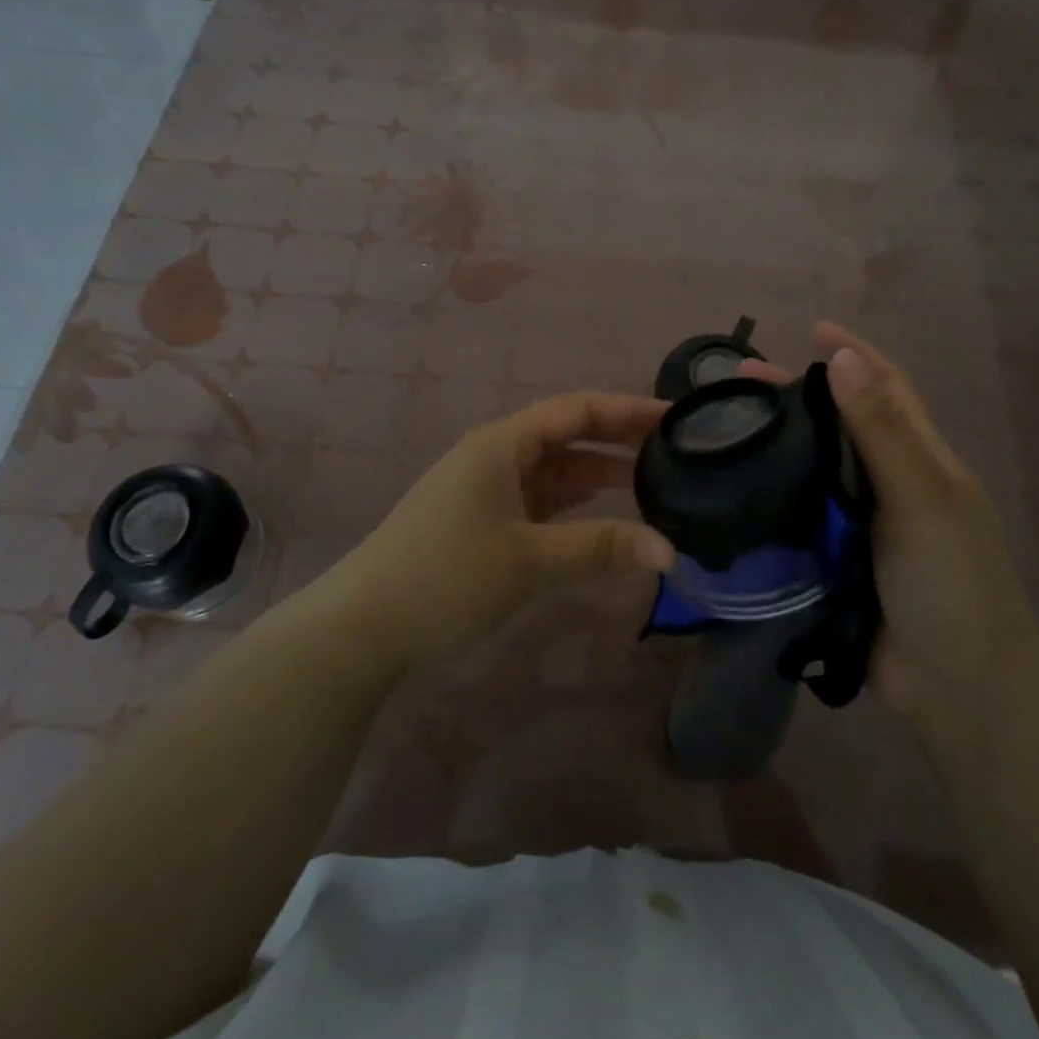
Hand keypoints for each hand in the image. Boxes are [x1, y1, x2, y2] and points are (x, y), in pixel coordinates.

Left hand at [333, 392, 676, 669]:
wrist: (361, 628)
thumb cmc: (445, 578)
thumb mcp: (529, 560)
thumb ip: (600, 548)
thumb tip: (669, 551)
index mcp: (502, 445)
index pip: (576, 411)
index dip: (627, 410)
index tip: (676, 417)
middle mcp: (494, 456)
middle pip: (567, 436)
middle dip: (618, 440)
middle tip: (676, 450)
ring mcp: (485, 489)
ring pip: (554, 471)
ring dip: (598, 476)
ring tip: (653, 483)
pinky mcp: (481, 521)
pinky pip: (539, 501)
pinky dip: (574, 506)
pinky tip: (603, 518)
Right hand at [740, 324, 1038, 727]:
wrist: (956, 686)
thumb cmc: (951, 582)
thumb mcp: (923, 498)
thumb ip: (882, 431)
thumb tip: (842, 358)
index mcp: (918, 459)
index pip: (885, 388)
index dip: (853, 355)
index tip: (811, 330)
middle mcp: (887, 484)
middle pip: (837, 426)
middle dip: (795, 398)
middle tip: (736, 383)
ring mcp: (859, 526)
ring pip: (810, 471)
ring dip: (775, 447)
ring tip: (722, 432)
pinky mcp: (831, 562)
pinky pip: (794, 519)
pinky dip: (767, 500)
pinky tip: (729, 493)